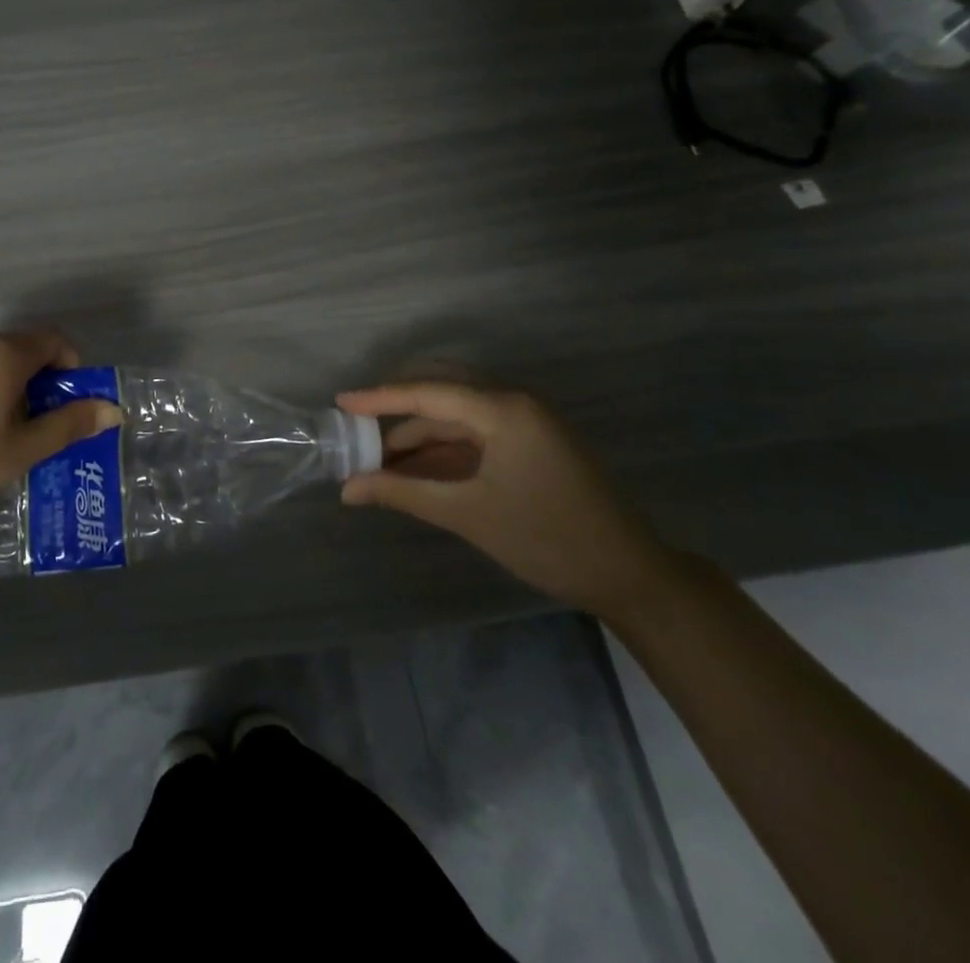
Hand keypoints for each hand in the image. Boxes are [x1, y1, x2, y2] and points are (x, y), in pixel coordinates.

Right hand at [335, 383, 674, 618]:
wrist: (630, 576)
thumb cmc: (547, 539)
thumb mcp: (468, 514)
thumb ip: (403, 494)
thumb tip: (348, 488)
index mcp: (504, 409)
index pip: (428, 393)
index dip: (380, 398)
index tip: (340, 404)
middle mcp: (514, 404)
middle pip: (440, 396)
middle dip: (395, 414)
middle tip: (354, 431)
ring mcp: (525, 424)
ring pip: (456, 419)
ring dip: (417, 438)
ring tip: (375, 461)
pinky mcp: (529, 445)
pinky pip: (474, 437)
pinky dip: (441, 452)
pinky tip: (412, 470)